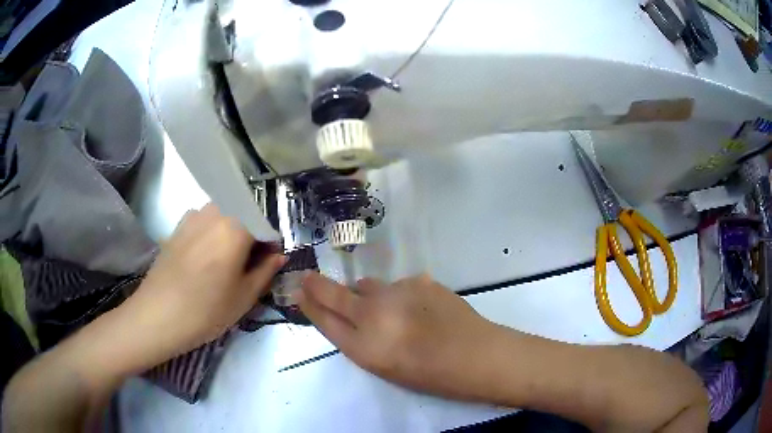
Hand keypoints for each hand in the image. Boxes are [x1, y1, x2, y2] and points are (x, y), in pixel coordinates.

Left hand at [116, 203, 284, 365]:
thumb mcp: (244, 297)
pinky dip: (212, 234)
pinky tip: (203, 260)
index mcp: (236, 226)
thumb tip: (278, 256)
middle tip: (246, 267)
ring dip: (231, 234)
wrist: (158, 315)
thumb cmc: (206, 310)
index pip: (265, 227)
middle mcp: (215, 211)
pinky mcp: (178, 226)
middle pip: (244, 217)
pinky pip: (204, 222)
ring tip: (224, 264)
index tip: (268, 266)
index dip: (270, 247)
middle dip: (251, 237)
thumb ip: (266, 271)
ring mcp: (193, 216)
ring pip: (224, 217)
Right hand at [296, 273, 503, 399]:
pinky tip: (418, 307)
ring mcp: (398, 292)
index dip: (309, 305)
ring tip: (388, 308)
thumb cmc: (430, 374)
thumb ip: (362, 339)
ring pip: (369, 285)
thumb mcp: (386, 367)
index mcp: (364, 347)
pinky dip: (400, 294)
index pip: (324, 320)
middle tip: (309, 278)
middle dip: (318, 285)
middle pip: (335, 293)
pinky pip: (398, 285)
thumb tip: (351, 313)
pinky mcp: (420, 280)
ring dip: (368, 293)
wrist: (476, 356)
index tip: (299, 292)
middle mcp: (375, 315)